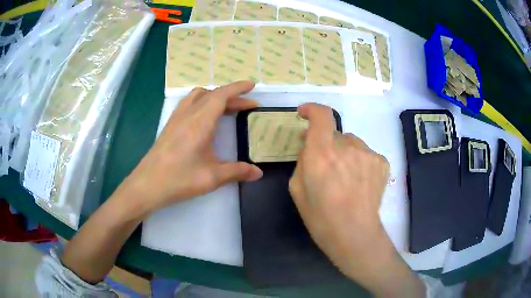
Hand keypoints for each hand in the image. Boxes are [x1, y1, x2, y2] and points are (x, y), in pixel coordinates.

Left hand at [122, 81, 262, 213]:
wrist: (148, 184)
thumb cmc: (180, 179)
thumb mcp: (212, 177)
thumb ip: (237, 171)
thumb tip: (259, 173)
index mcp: (200, 122)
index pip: (221, 96)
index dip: (237, 88)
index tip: (251, 85)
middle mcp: (188, 114)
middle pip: (212, 94)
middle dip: (231, 96)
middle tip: (247, 105)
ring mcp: (176, 118)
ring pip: (198, 96)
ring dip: (215, 96)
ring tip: (227, 108)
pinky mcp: (170, 125)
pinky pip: (189, 103)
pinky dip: (202, 102)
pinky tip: (204, 118)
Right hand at [290, 103, 423, 297]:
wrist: (354, 234)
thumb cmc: (320, 216)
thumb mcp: (296, 188)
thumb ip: (302, 159)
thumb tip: (309, 143)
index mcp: (322, 152)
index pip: (321, 115)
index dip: (312, 109)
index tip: (305, 114)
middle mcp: (347, 146)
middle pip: (335, 133)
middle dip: (327, 144)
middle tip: (325, 166)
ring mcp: (368, 153)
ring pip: (351, 143)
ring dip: (344, 153)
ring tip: (345, 178)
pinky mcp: (381, 161)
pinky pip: (365, 154)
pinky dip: (359, 162)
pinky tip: (359, 182)